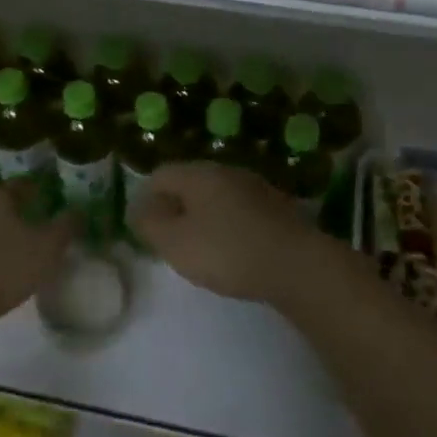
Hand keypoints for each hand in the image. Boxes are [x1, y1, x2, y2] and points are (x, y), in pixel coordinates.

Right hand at [129, 162, 329, 302]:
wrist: (297, 264)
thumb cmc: (227, 251)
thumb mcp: (176, 243)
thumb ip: (150, 224)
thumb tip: (138, 208)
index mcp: (199, 174)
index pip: (161, 174)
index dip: (145, 198)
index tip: (143, 228)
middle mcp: (227, 172)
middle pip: (190, 182)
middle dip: (175, 207)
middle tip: (168, 239)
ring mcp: (255, 187)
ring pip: (216, 196)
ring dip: (202, 217)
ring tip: (199, 248)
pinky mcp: (276, 208)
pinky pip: (239, 210)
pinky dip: (228, 225)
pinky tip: (232, 250)